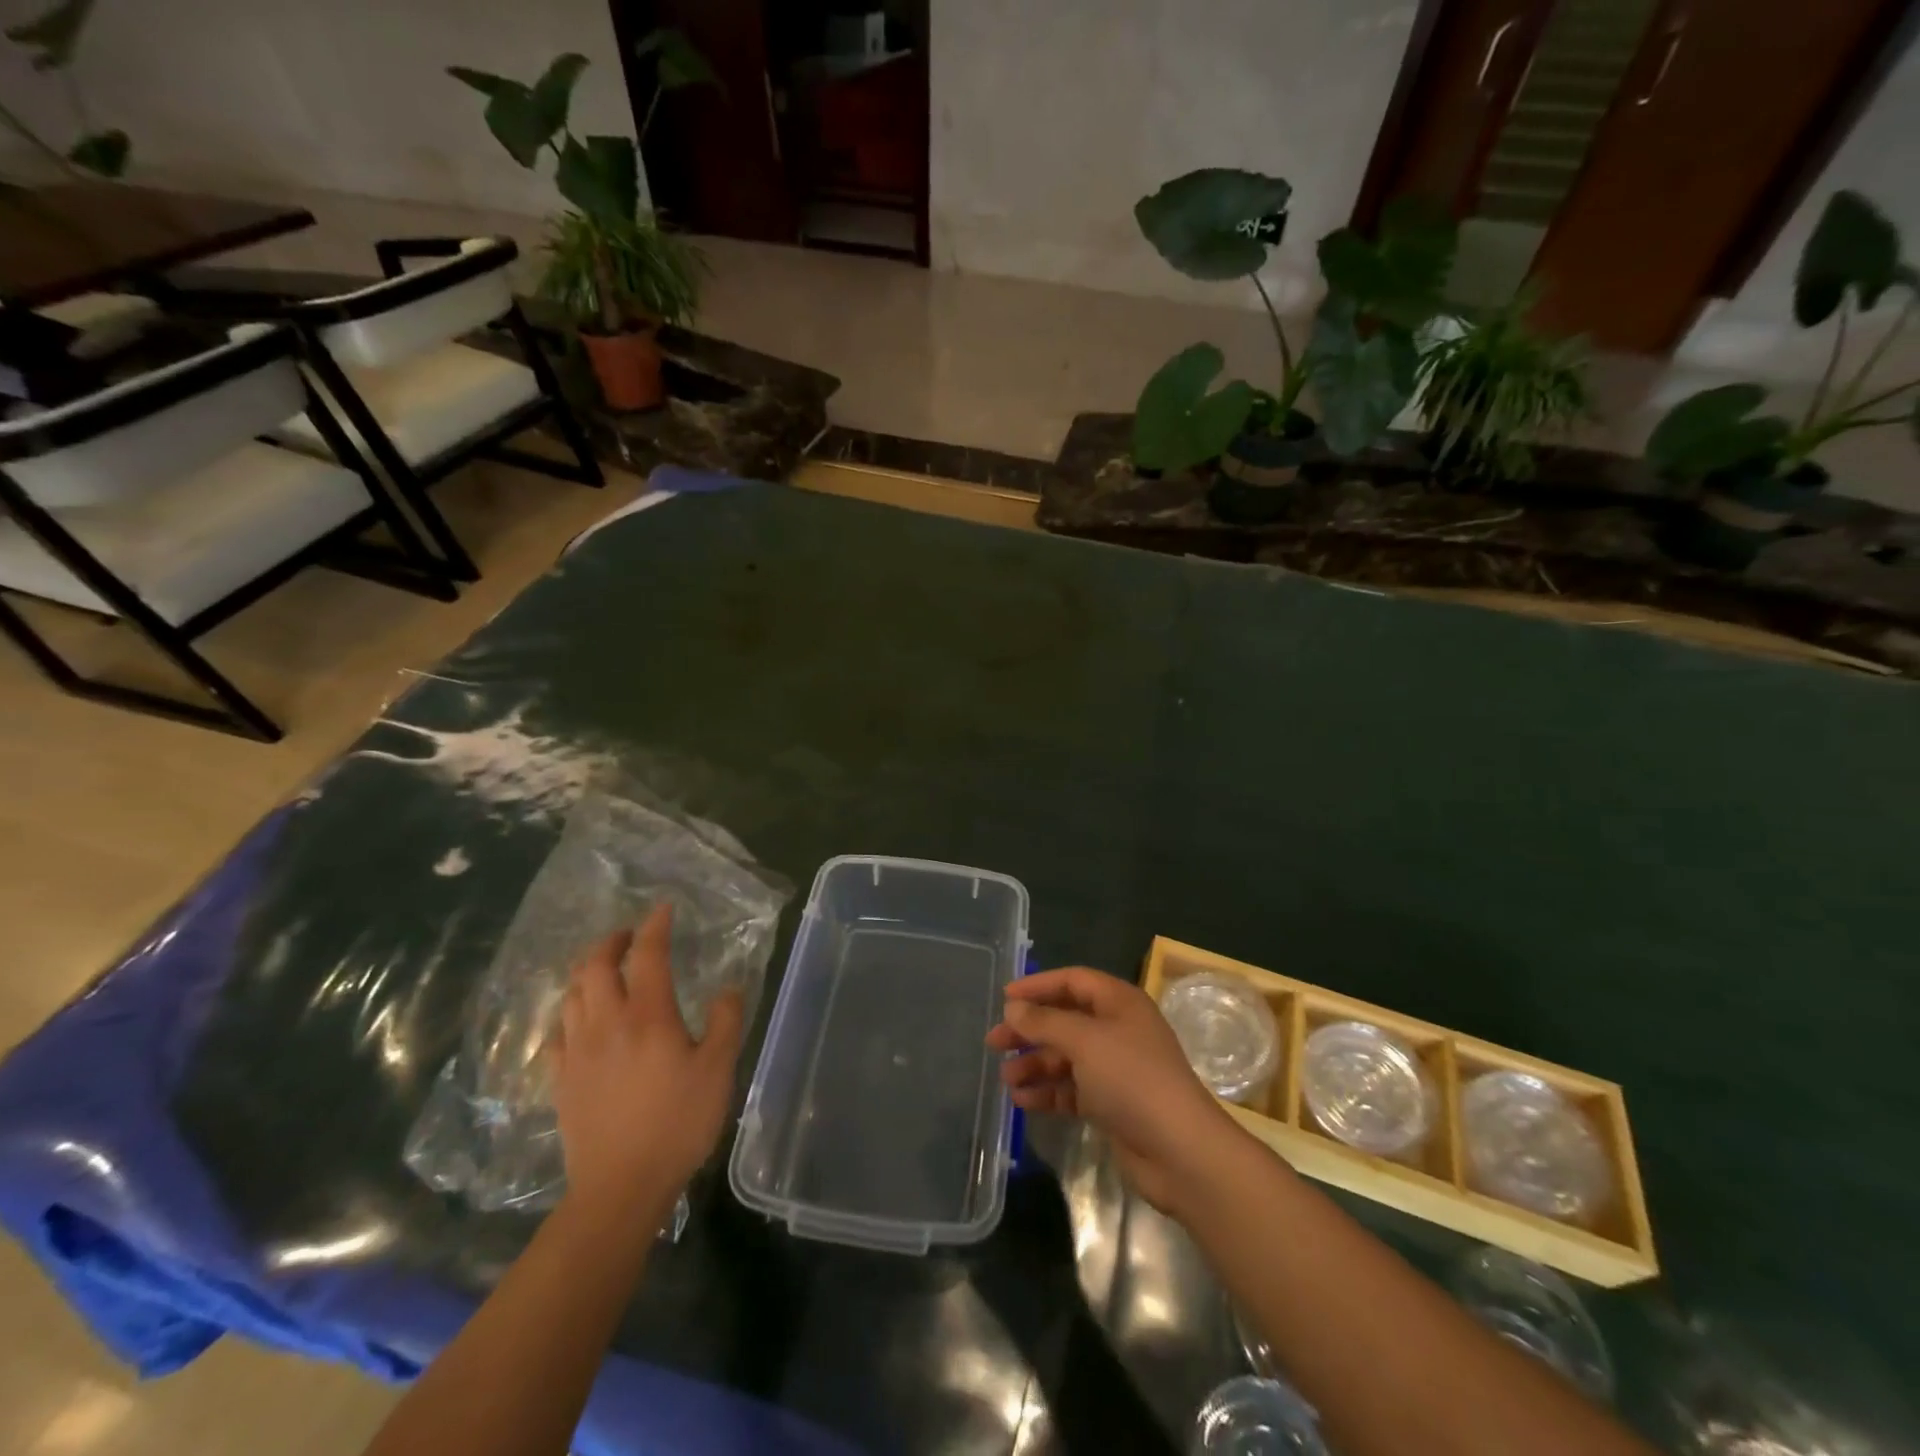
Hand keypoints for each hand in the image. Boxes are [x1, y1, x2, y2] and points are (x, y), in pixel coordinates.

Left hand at [549, 903, 744, 1216]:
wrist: (620, 1187)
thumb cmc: (677, 1124)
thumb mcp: (718, 1070)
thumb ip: (725, 1022)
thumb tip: (727, 988)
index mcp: (648, 1015)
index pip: (647, 954)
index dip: (654, 926)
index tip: (663, 909)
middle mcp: (606, 1023)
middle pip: (595, 966)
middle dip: (611, 941)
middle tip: (629, 935)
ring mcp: (577, 1051)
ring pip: (572, 994)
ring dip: (587, 971)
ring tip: (605, 968)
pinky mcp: (560, 1079)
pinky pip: (556, 1031)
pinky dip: (569, 1011)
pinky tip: (579, 1018)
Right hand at [986, 967, 1243, 1215]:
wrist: (1180, 1151)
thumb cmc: (1131, 1079)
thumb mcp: (1084, 1042)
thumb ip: (1044, 1022)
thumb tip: (1013, 1008)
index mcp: (1119, 1003)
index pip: (1073, 981)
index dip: (1038, 986)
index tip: (1004, 998)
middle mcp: (1117, 1029)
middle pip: (1065, 1020)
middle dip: (1030, 1030)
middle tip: (994, 1042)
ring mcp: (1116, 1068)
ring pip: (1066, 1057)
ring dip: (1035, 1064)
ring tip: (1006, 1079)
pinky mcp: (1112, 1104)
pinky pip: (1072, 1088)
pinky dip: (1048, 1092)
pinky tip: (1022, 1100)